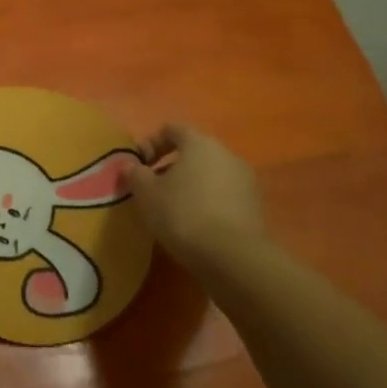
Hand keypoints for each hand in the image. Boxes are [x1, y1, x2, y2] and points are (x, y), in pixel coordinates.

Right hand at [124, 122, 263, 264]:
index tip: (138, 166)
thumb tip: (131, 166)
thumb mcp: (146, 193)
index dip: (150, 143)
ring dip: (190, 186)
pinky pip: (223, 196)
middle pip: (193, 152)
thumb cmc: (183, 213)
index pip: (172, 129)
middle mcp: (227, 154)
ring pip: (209, 175)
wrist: (233, 258)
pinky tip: (194, 225)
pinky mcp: (255, 208)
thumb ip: (135, 174)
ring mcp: (245, 181)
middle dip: (170, 167)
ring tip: (172, 210)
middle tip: (152, 189)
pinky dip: (207, 203)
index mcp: (200, 143)